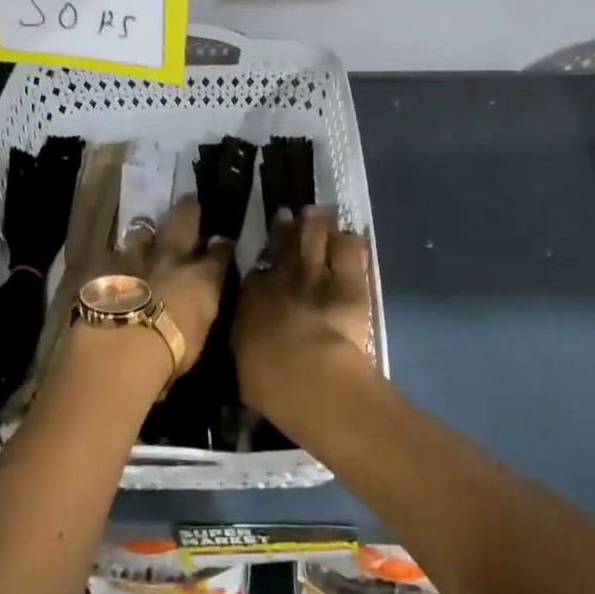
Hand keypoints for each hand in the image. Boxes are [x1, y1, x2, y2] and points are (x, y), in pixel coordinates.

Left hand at [106, 194, 233, 377]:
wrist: (122, 346)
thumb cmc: (171, 352)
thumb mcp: (199, 335)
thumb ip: (200, 310)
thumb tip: (199, 302)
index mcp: (201, 278)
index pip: (219, 254)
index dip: (221, 247)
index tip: (222, 242)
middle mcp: (171, 259)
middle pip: (182, 223)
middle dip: (187, 211)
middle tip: (188, 200)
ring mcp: (134, 257)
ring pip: (141, 233)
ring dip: (143, 234)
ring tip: (143, 233)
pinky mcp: (101, 266)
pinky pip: (107, 256)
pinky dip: (110, 261)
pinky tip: (106, 266)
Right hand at [232, 204, 373, 418]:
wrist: (307, 374)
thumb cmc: (267, 380)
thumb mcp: (244, 363)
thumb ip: (246, 343)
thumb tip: (248, 340)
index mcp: (252, 297)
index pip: (257, 268)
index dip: (263, 255)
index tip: (266, 250)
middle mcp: (282, 277)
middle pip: (284, 243)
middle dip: (286, 228)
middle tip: (289, 215)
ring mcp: (316, 273)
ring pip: (315, 235)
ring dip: (316, 223)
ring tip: (319, 213)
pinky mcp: (348, 280)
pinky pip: (350, 249)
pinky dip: (349, 242)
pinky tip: (351, 238)